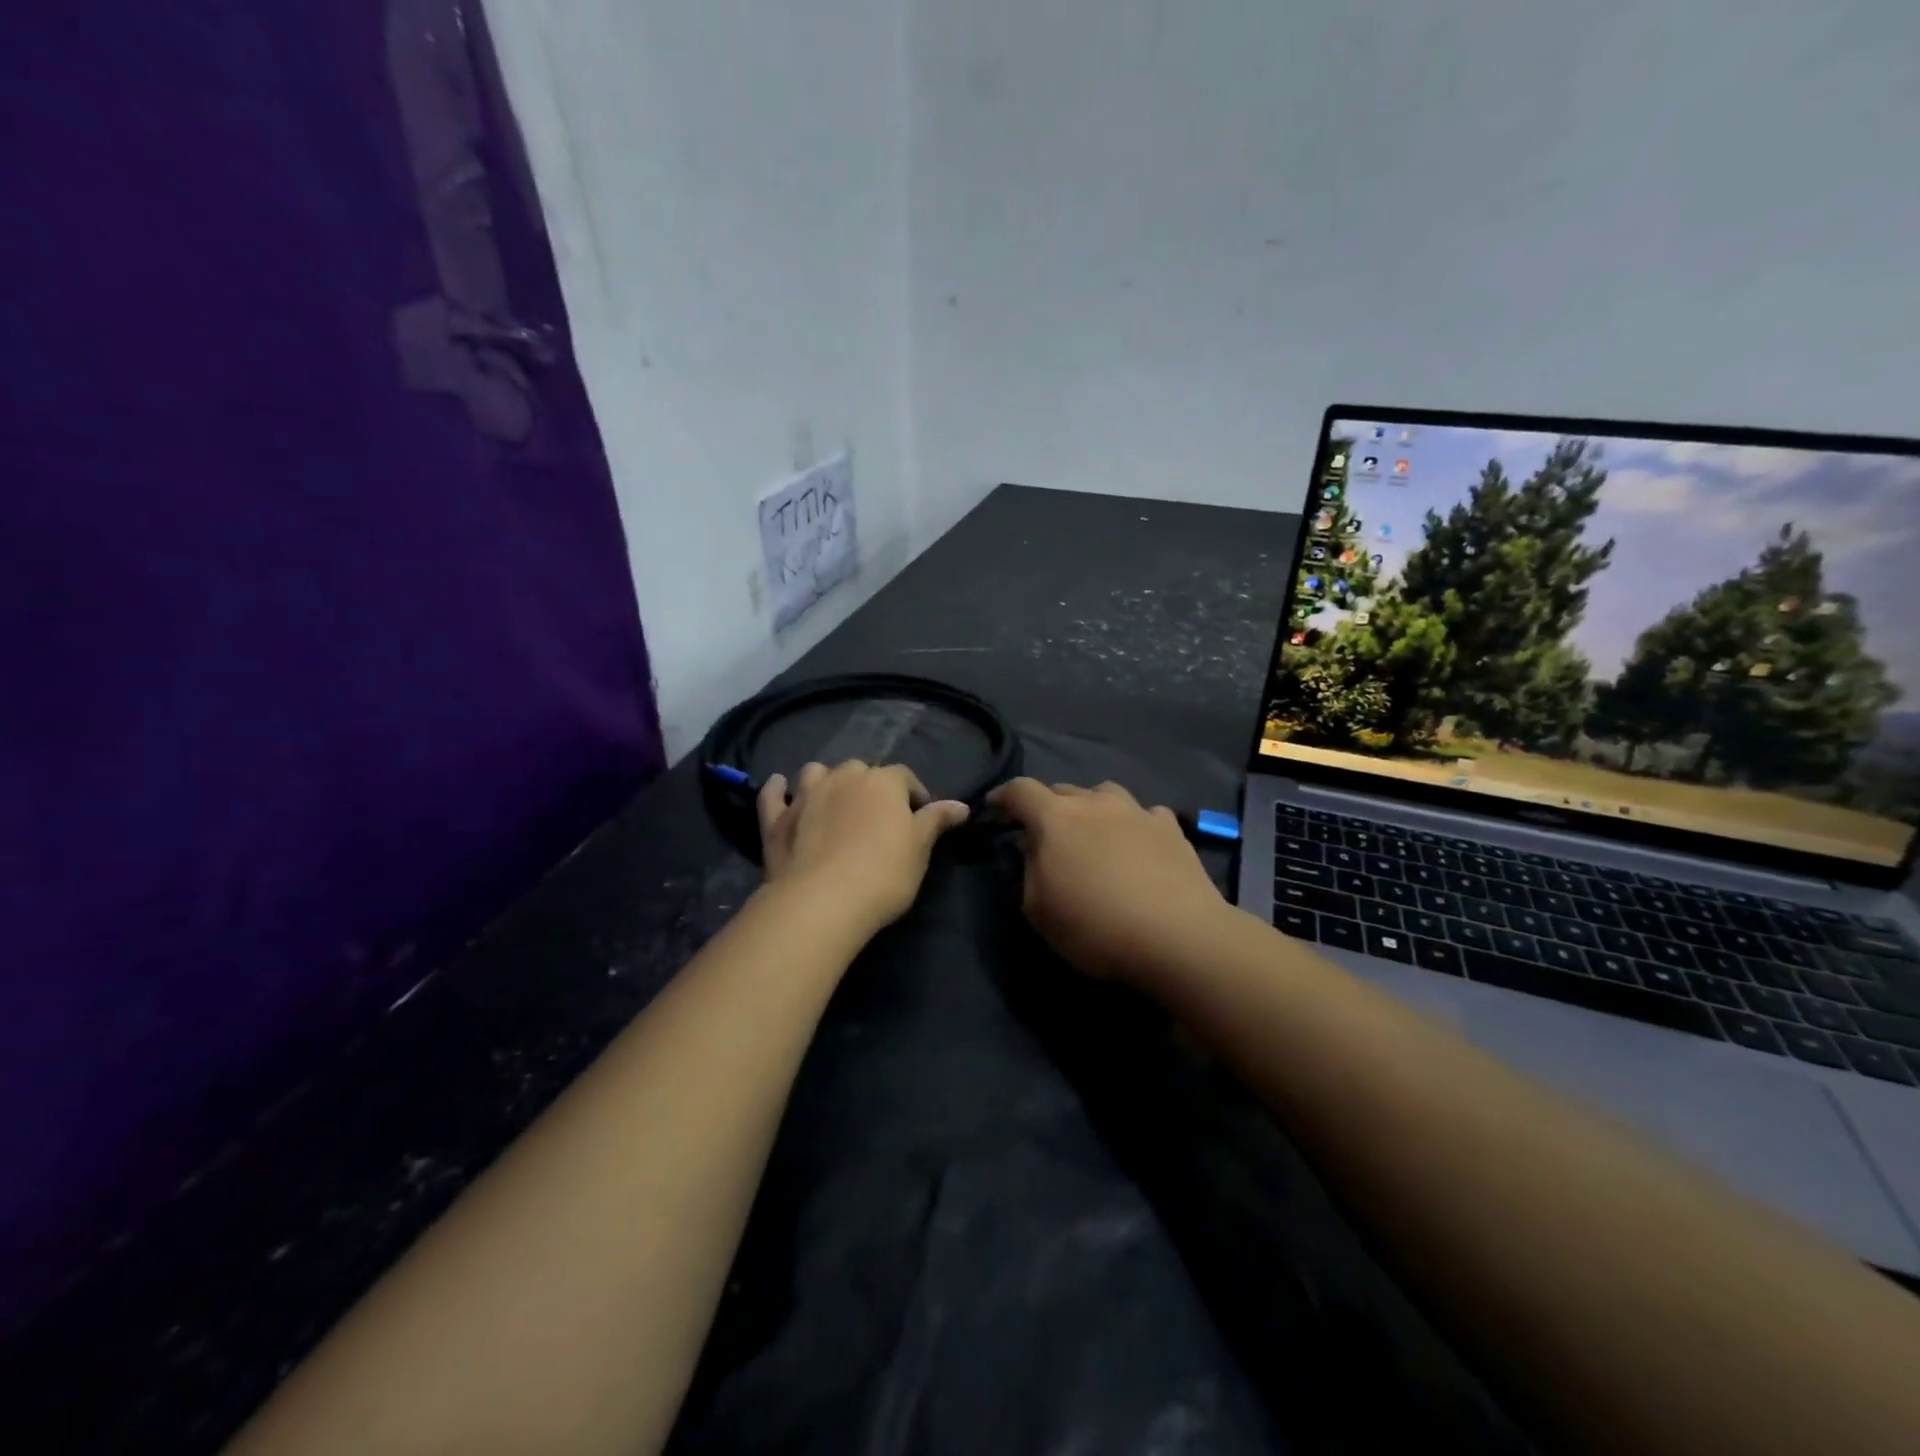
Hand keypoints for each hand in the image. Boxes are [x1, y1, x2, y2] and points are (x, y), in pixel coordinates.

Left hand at [758, 761, 970, 932]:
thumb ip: (936, 821)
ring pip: (816, 772)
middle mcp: (843, 778)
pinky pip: (773, 794)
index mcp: (882, 782)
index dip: (914, 794)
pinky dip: (777, 789)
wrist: (822, 901)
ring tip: (833, 799)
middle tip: (876, 815)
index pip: (904, 777)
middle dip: (869, 786)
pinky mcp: (776, 820)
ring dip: (825, 780)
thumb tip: (961, 805)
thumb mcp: (920, 849)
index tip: (920, 815)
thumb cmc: (883, 874)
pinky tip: (779, 786)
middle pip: (859, 771)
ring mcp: (805, 796)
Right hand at [988, 778, 1225, 983]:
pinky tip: (1138, 843)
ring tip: (1093, 832)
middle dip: (1046, 806)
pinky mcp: (1170, 828)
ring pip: (1104, 793)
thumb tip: (1033, 847)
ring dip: (1091, 807)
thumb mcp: (1038, 910)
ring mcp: (1136, 811)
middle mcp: (1095, 802)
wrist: (1178, 936)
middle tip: (1044, 833)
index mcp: (1055, 818)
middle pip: (1062, 790)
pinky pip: (1144, 814)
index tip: (994, 807)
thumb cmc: (1095, 926)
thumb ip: (1029, 870)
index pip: (1020, 790)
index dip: (1003, 796)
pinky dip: (1133, 824)